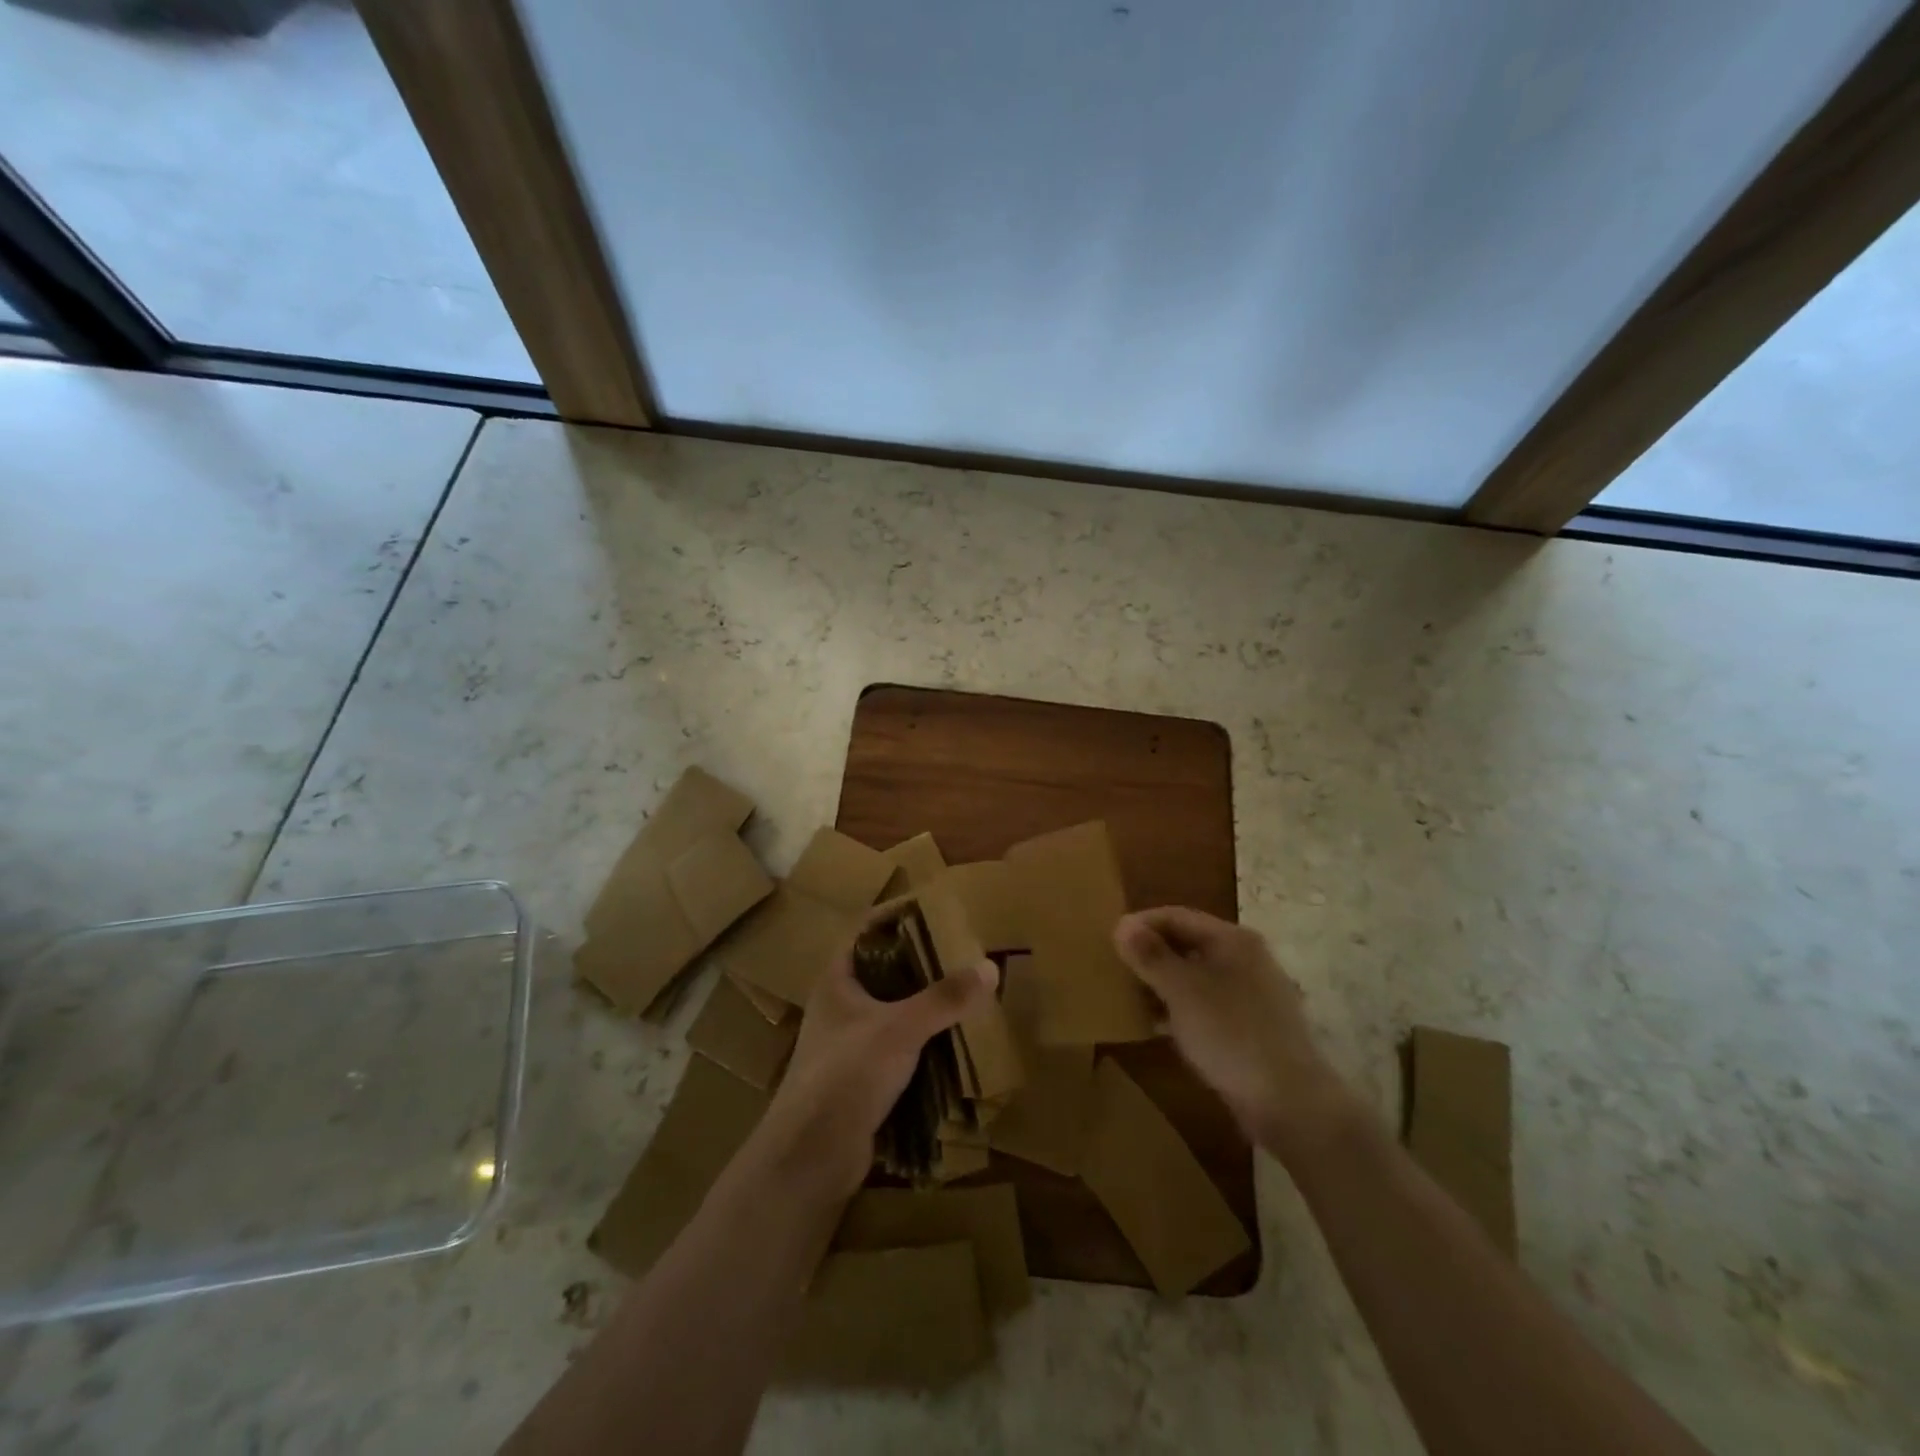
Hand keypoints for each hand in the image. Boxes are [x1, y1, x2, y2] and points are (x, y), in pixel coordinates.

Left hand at [749, 941, 996, 1202]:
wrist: (812, 1155)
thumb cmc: (848, 1073)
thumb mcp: (900, 1028)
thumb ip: (944, 998)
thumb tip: (990, 966)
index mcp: (837, 981)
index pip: (866, 932)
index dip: (896, 917)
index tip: (935, 910)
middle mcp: (840, 1007)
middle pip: (884, 972)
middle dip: (921, 964)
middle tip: (962, 953)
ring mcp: (849, 1044)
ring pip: (893, 1012)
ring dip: (925, 1006)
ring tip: (966, 993)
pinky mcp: (862, 1078)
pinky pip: (898, 1048)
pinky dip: (923, 1042)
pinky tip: (954, 1041)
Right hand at [1114, 907, 1352, 1160]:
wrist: (1291, 1103)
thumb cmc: (1231, 1035)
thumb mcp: (1182, 991)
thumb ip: (1150, 956)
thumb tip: (1122, 925)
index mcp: (1232, 939)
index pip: (1176, 916)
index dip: (1140, 924)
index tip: (1108, 942)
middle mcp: (1244, 958)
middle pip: (1187, 943)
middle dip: (1150, 954)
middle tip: (1115, 969)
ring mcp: (1251, 993)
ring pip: (1195, 976)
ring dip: (1162, 982)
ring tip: (1129, 997)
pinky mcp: (1250, 1026)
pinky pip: (1206, 1004)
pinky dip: (1180, 1007)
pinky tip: (1158, 1025)